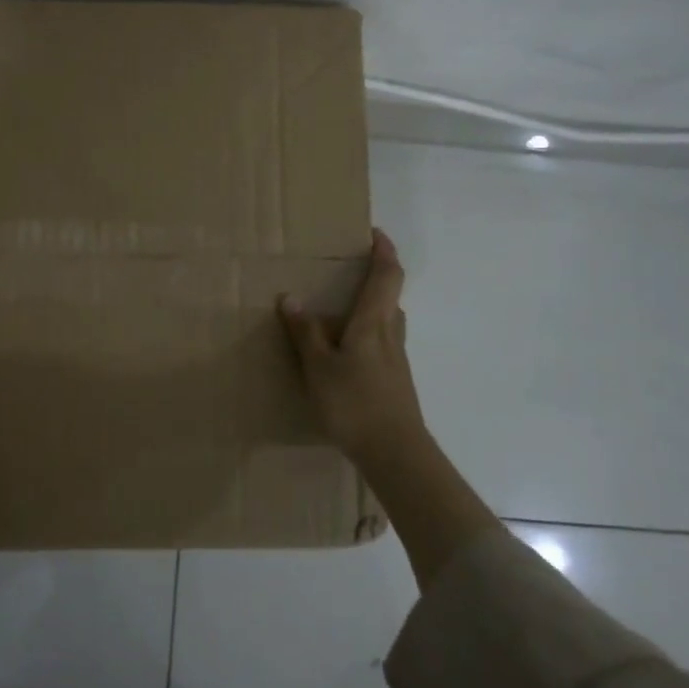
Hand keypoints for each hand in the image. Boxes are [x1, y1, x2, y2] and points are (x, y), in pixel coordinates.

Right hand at [281, 229, 498, 585]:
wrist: (396, 453)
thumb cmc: (355, 403)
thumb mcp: (319, 367)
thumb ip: (305, 333)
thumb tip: (291, 297)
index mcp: (373, 323)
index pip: (387, 276)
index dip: (384, 251)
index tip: (375, 233)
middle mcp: (390, 335)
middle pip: (390, 297)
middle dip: (375, 279)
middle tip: (348, 273)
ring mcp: (397, 360)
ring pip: (386, 322)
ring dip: (370, 309)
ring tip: (340, 313)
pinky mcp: (395, 381)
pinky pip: (381, 345)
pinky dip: (366, 336)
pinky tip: (345, 354)